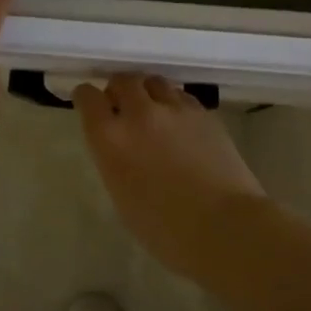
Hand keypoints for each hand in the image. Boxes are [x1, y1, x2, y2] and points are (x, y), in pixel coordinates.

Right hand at [74, 74, 267, 276]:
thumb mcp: (121, 196)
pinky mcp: (203, 112)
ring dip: (147, 92)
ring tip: (153, 111)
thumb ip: (114, 160)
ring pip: (154, 81)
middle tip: (123, 107)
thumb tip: (120, 146)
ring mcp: (174, 109)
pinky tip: (180, 123)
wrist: (224, 227)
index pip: (88, 97)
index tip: (89, 105)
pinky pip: (181, 96)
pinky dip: (174, 103)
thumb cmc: (165, 229)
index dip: (86, 97)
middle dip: (118, 90)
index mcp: (110, 138)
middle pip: (122, 80)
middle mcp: (139, 114)